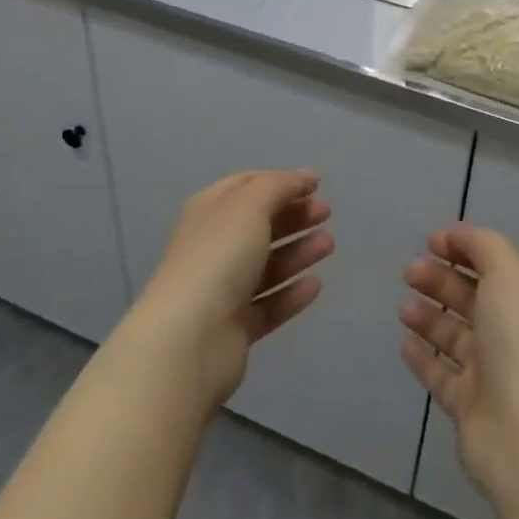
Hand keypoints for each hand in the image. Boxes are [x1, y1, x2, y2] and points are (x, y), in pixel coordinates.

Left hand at [131, 170, 333, 408]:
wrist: (189, 341)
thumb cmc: (218, 258)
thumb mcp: (250, 205)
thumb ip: (280, 186)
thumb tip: (305, 177)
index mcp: (209, 211)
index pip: (247, 186)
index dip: (281, 181)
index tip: (317, 184)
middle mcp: (214, 246)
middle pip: (259, 224)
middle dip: (294, 215)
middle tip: (327, 213)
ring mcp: (223, 289)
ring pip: (267, 264)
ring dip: (298, 251)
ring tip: (329, 245)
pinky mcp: (235, 328)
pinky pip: (269, 304)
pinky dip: (291, 292)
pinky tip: (315, 285)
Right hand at [399, 224, 518, 503]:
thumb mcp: (509, 272)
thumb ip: (484, 245)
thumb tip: (458, 235)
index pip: (494, 263)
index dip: (464, 248)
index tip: (431, 241)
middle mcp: (511, 332)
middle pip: (471, 297)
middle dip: (440, 278)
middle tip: (409, 272)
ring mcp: (491, 371)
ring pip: (454, 334)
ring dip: (428, 315)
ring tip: (404, 308)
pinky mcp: (468, 406)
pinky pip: (440, 374)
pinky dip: (422, 356)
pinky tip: (404, 343)